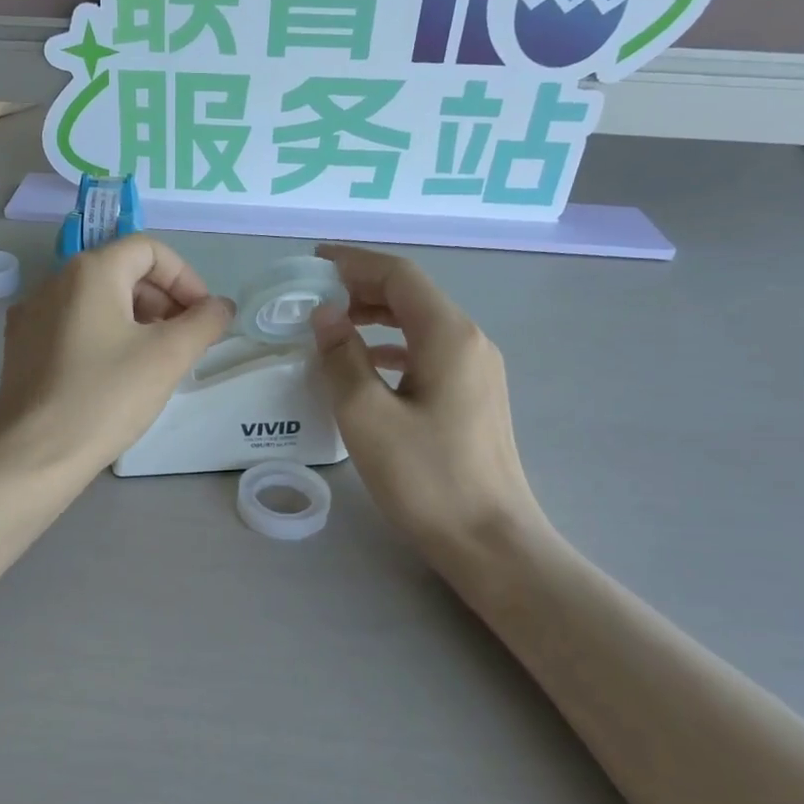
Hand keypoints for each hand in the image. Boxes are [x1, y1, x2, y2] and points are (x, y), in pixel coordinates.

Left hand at [0, 236, 233, 482]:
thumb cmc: (106, 397)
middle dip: (162, 300)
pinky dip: (104, 337)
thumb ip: (204, 322)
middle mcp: (54, 281)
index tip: (202, 317)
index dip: (185, 278)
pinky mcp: (22, 348)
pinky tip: (116, 376)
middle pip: (122, 272)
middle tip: (184, 342)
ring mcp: (32, 315)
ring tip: (155, 361)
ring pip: (97, 301)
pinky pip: (73, 326)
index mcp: (90, 271)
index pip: (149, 250)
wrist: (34, 455)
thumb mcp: (168, 357)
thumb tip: (220, 306)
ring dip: (136, 320)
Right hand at [311, 244, 546, 555]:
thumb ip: (342, 358)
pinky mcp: (474, 397)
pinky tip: (367, 364)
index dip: (354, 262)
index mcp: (448, 335)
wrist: (490, 541)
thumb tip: (325, 316)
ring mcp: (478, 370)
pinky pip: (428, 352)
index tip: (312, 263)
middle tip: (314, 296)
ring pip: (420, 324)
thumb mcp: (367, 417)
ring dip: (376, 317)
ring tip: (333, 326)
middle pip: (412, 295)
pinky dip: (393, 347)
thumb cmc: (426, 478)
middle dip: (362, 287)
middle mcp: (470, 341)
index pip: (399, 276)